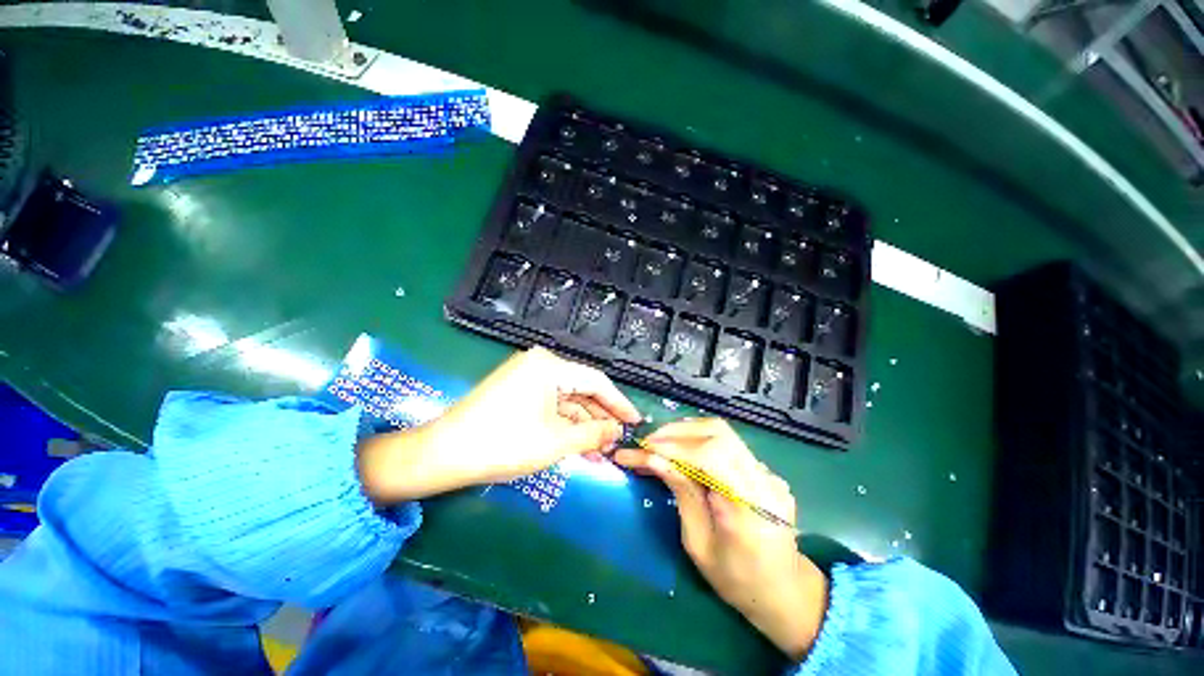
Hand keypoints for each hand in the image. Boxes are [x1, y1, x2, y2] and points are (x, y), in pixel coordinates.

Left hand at [358, 346, 640, 502]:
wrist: (444, 454)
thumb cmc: (504, 443)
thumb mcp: (556, 441)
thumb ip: (593, 434)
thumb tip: (617, 431)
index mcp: (550, 366)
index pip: (596, 381)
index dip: (619, 403)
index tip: (636, 422)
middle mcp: (540, 365)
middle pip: (581, 391)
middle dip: (600, 418)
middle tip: (618, 442)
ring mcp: (526, 377)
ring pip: (566, 402)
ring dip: (583, 426)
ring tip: (601, 452)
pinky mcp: (517, 392)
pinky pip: (550, 406)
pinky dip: (564, 425)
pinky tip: (579, 446)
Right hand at [613, 419, 827, 659]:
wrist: (784, 590)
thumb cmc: (736, 580)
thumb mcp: (698, 544)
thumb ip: (681, 494)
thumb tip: (654, 458)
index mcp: (751, 508)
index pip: (711, 456)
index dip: (674, 447)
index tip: (643, 448)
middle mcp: (765, 482)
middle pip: (718, 433)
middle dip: (677, 432)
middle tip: (647, 442)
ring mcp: (769, 472)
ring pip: (723, 432)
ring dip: (686, 432)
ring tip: (659, 443)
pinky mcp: (764, 470)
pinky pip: (728, 444)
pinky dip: (699, 441)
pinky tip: (682, 452)